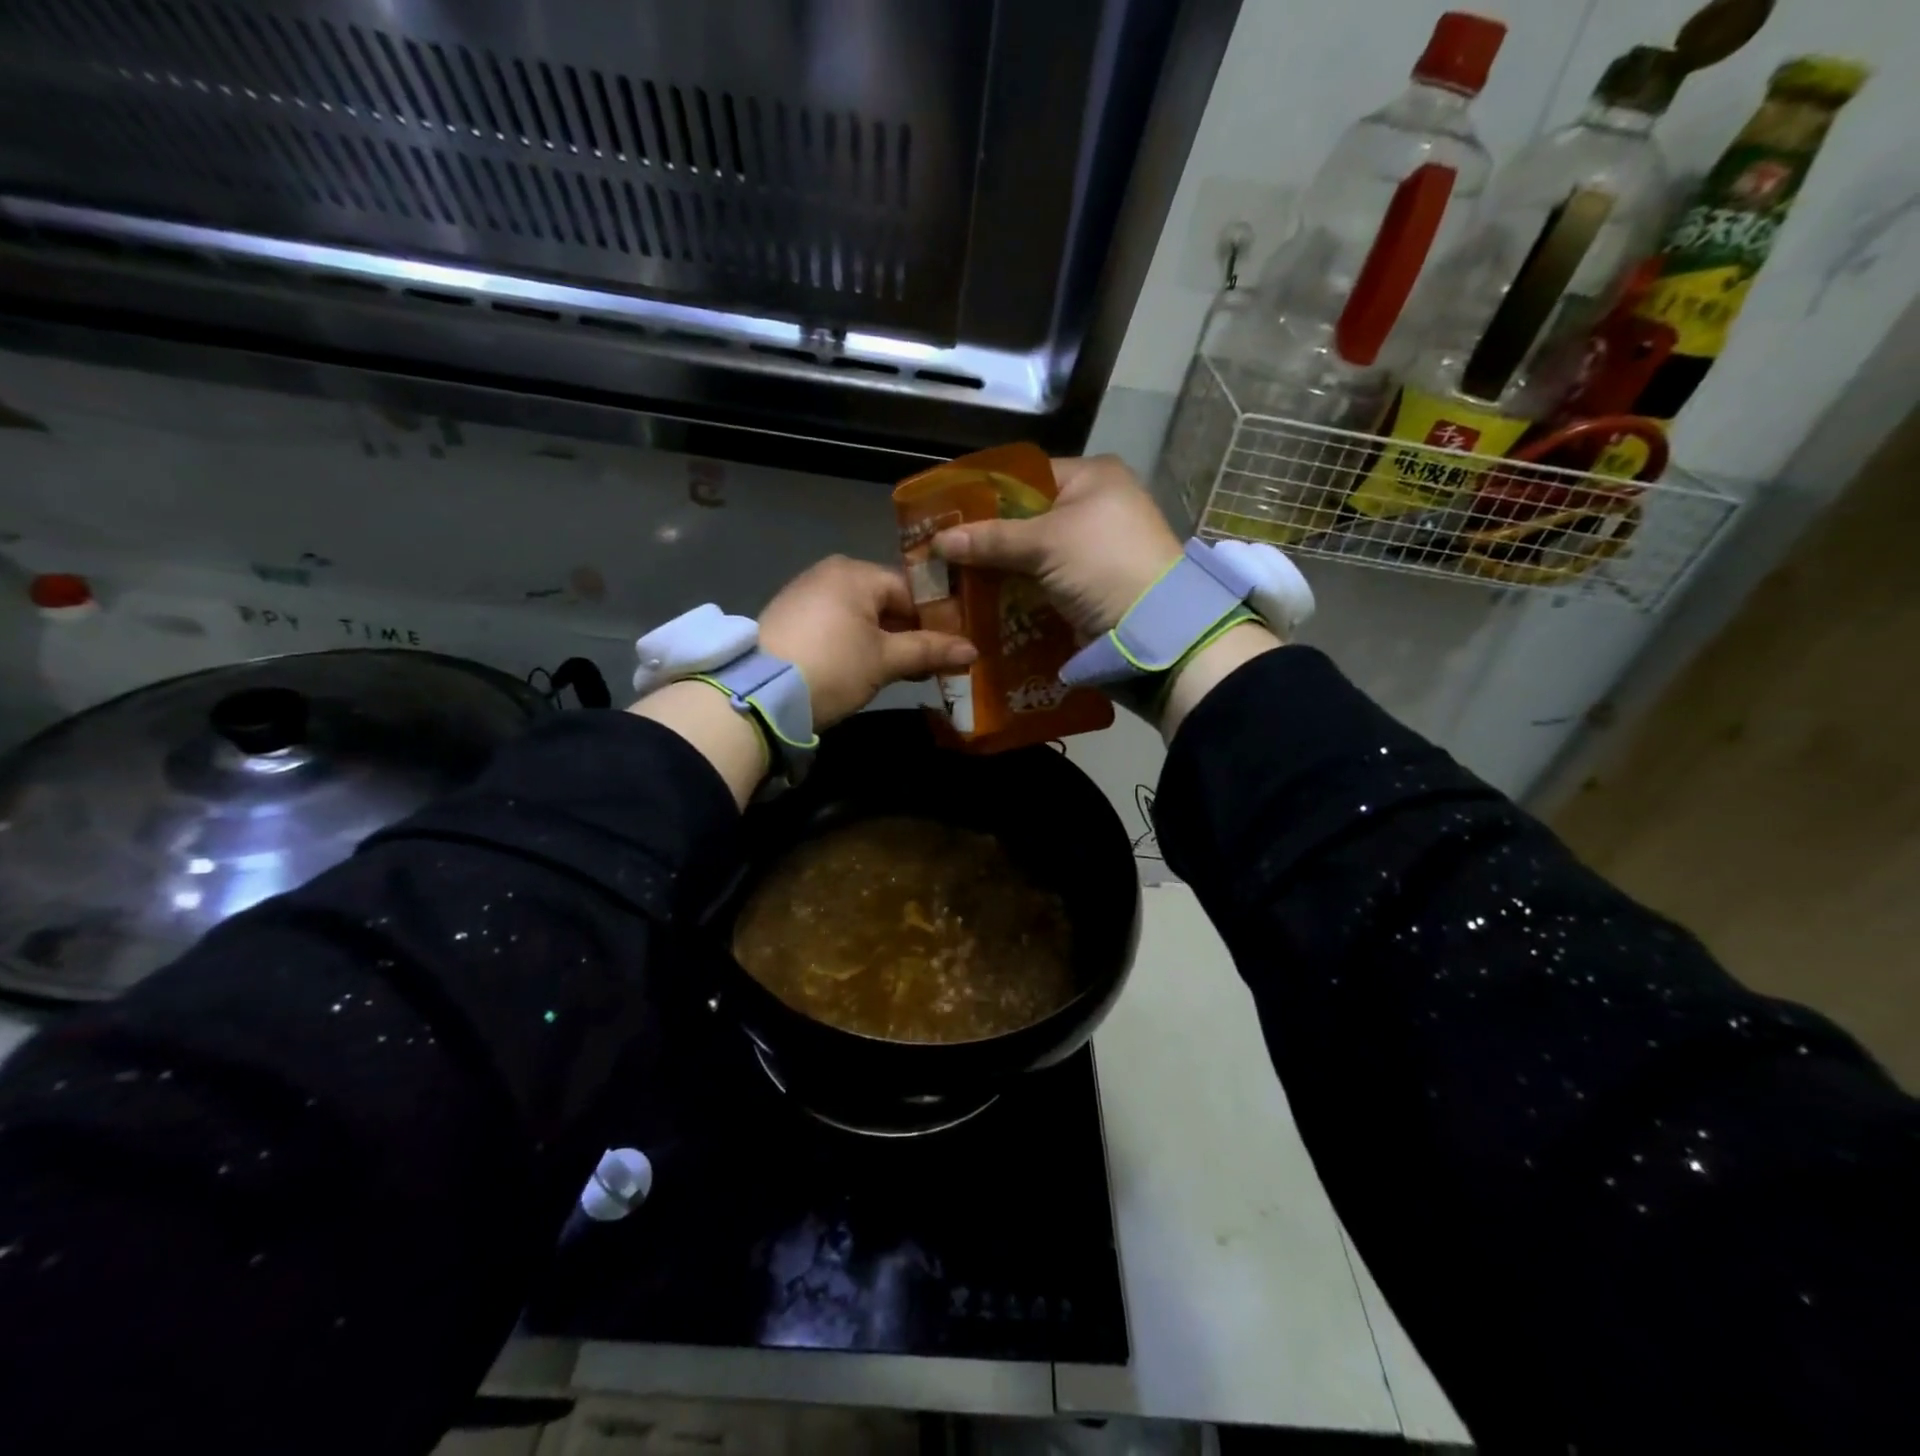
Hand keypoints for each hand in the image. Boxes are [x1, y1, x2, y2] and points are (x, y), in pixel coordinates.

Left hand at [759, 556, 976, 728]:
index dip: (937, 619)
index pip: (911, 590)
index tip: (955, 647)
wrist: (759, 694)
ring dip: (885, 642)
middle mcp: (830, 573)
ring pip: (861, 615)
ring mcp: (806, 594)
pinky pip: (837, 625)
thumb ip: (929, 650)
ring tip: (905, 671)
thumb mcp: (885, 661)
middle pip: (886, 602)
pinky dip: (857, 644)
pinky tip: (867, 670)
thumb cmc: (833, 666)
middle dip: (910, 633)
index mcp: (856, 572)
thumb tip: (972, 650)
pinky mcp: (790, 619)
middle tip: (934, 663)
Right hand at [929, 455, 1183, 638]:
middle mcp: (1093, 506)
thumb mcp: (1046, 544)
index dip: (985, 495)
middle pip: (1025, 517)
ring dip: (999, 568)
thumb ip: (991, 539)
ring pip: (1031, 553)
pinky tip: (983, 599)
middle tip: (944, 552)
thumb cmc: (1103, 565)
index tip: (946, 515)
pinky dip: (1016, 590)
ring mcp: (1092, 549)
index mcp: (1092, 477)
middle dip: (987, 537)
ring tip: (954, 579)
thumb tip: (938, 540)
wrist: (1153, 629)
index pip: (1025, 477)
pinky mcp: (1088, 585)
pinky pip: (1042, 580)